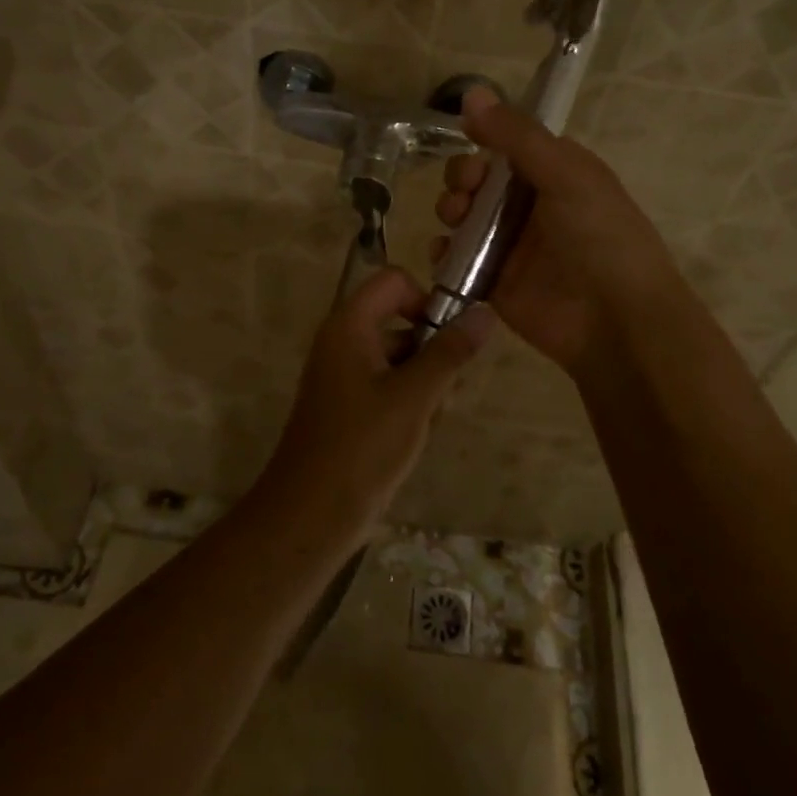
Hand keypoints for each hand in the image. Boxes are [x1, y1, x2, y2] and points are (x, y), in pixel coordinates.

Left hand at [259, 267, 493, 533]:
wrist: (312, 514)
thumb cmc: (362, 446)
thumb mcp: (414, 396)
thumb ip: (450, 352)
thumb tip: (485, 311)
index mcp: (349, 326)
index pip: (394, 281)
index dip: (426, 298)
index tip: (451, 335)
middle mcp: (344, 342)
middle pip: (400, 320)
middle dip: (433, 349)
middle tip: (449, 387)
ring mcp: (345, 376)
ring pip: (400, 358)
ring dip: (426, 381)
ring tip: (433, 417)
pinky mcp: (350, 407)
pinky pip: (389, 386)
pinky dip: (410, 402)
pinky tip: (420, 433)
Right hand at [433, 88, 688, 377]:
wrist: (615, 321)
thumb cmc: (599, 237)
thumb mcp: (565, 175)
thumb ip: (516, 136)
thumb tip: (471, 93)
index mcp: (556, 173)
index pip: (510, 145)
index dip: (485, 141)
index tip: (471, 145)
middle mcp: (532, 205)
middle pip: (480, 179)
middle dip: (462, 178)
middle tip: (465, 192)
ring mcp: (511, 245)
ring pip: (464, 217)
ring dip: (451, 210)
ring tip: (456, 220)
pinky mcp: (494, 281)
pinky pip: (457, 259)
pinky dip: (444, 253)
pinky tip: (443, 253)